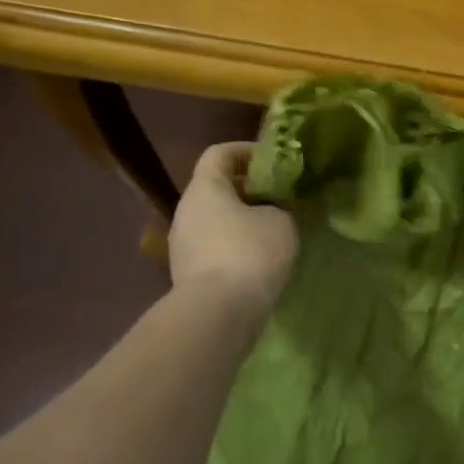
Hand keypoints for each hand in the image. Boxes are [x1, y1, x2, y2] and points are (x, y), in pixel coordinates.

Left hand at [169, 143, 297, 323]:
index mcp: (204, 188)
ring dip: (242, 221)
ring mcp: (182, 245)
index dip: (246, 151)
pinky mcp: (188, 274)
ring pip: (215, 221)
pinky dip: (236, 248)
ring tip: (274, 231)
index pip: (219, 153)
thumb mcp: (281, 222)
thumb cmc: (250, 253)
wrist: (219, 312)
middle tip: (280, 198)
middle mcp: (186, 211)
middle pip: (216, 189)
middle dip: (248, 190)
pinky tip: (260, 261)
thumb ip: (278, 207)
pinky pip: (215, 249)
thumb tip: (273, 211)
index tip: (273, 161)